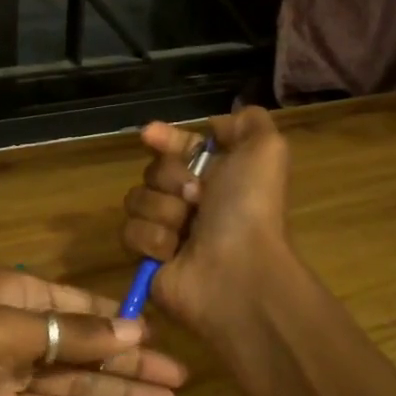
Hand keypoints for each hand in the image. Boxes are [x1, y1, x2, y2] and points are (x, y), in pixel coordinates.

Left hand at [0, 269, 188, 395]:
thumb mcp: (7, 330)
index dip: (122, 324)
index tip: (162, 339)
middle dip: (129, 363)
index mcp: (18, 294)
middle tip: (179, 381)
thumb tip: (133, 331)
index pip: (83, 307)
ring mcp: (8, 372)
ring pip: (73, 382)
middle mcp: (18, 329)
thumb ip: (72, 335)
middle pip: (85, 347)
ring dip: (116, 393)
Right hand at [121, 106, 293, 331]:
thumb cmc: (249, 209)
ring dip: (163, 211)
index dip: (166, 139)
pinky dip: (153, 240)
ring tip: (187, 231)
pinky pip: (130, 233)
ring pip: (137, 200)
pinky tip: (173, 252)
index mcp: (218, 176)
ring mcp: (168, 230)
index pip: (179, 148)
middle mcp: (192, 201)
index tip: (150, 134)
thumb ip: (248, 123)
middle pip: (153, 171)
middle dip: (171, 179)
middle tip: (196, 197)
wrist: (236, 272)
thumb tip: (217, 124)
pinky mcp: (148, 259)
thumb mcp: (265, 150)